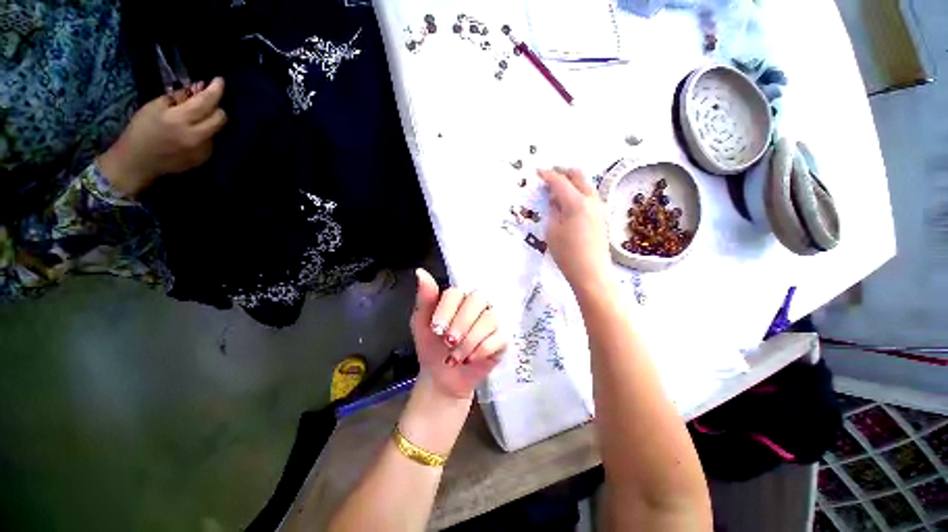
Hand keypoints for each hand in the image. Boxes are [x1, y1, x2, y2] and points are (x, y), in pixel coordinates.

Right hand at [98, 78, 227, 197]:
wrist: (138, 163)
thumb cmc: (141, 131)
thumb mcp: (154, 107)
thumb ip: (179, 97)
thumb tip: (198, 88)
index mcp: (180, 120)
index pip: (206, 102)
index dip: (215, 90)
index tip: (219, 80)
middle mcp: (196, 136)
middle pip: (221, 118)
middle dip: (216, 107)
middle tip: (204, 102)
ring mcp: (202, 150)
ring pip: (216, 129)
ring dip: (209, 121)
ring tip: (192, 120)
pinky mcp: (204, 158)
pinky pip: (211, 141)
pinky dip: (205, 134)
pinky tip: (189, 134)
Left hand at [410, 269, 505, 399]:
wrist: (442, 376)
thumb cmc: (431, 346)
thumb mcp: (421, 323)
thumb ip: (424, 299)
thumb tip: (420, 272)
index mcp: (457, 299)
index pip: (457, 292)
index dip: (447, 309)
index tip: (436, 329)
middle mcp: (477, 305)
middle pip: (478, 300)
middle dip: (461, 323)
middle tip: (448, 341)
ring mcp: (491, 320)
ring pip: (489, 319)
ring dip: (469, 341)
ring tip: (455, 357)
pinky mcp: (501, 338)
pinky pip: (498, 338)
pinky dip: (481, 350)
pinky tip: (470, 359)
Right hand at [539, 168, 611, 296]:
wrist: (591, 272)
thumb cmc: (567, 253)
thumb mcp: (552, 231)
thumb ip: (553, 210)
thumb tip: (555, 199)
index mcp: (576, 202)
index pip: (560, 181)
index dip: (547, 175)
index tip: (537, 173)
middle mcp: (591, 199)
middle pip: (577, 175)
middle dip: (562, 172)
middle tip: (549, 176)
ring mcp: (599, 207)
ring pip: (585, 184)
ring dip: (571, 182)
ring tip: (557, 191)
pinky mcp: (601, 215)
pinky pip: (589, 195)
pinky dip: (577, 192)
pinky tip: (568, 203)